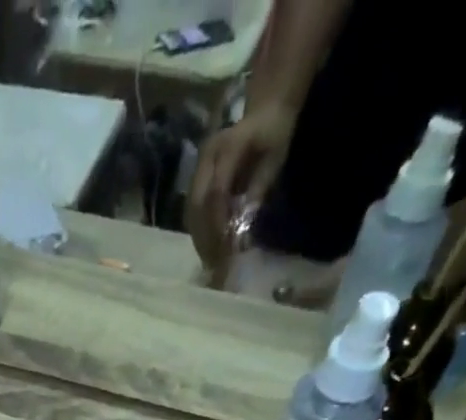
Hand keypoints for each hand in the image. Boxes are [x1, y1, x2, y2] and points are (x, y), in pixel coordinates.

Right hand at [188, 107, 293, 268]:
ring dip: (199, 238)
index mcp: (227, 147)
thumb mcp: (274, 158)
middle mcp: (206, 157)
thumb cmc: (274, 132)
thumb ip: (259, 189)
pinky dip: (198, 231)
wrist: (265, 110)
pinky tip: (207, 247)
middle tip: (214, 263)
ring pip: (190, 210)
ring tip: (210, 261)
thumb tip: (244, 227)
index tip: (226, 247)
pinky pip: (191, 210)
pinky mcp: (195, 179)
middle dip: (205, 236)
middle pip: (197, 204)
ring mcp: (197, 167)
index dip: (218, 222)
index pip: (216, 192)